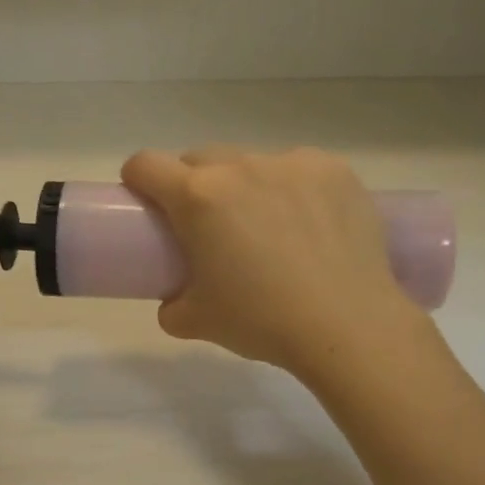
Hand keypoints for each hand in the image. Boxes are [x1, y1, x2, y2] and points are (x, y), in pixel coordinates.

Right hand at [120, 147, 416, 378]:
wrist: (347, 326)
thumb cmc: (261, 321)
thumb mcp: (197, 322)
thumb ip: (172, 305)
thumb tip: (174, 300)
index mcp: (198, 196)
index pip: (145, 164)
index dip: (137, 180)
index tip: (146, 202)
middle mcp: (241, 166)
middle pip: (199, 158)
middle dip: (193, 184)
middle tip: (209, 226)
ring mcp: (292, 163)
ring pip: (252, 163)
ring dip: (246, 186)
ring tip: (270, 230)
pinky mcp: (334, 170)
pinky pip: (299, 170)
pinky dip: (294, 190)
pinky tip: (312, 226)